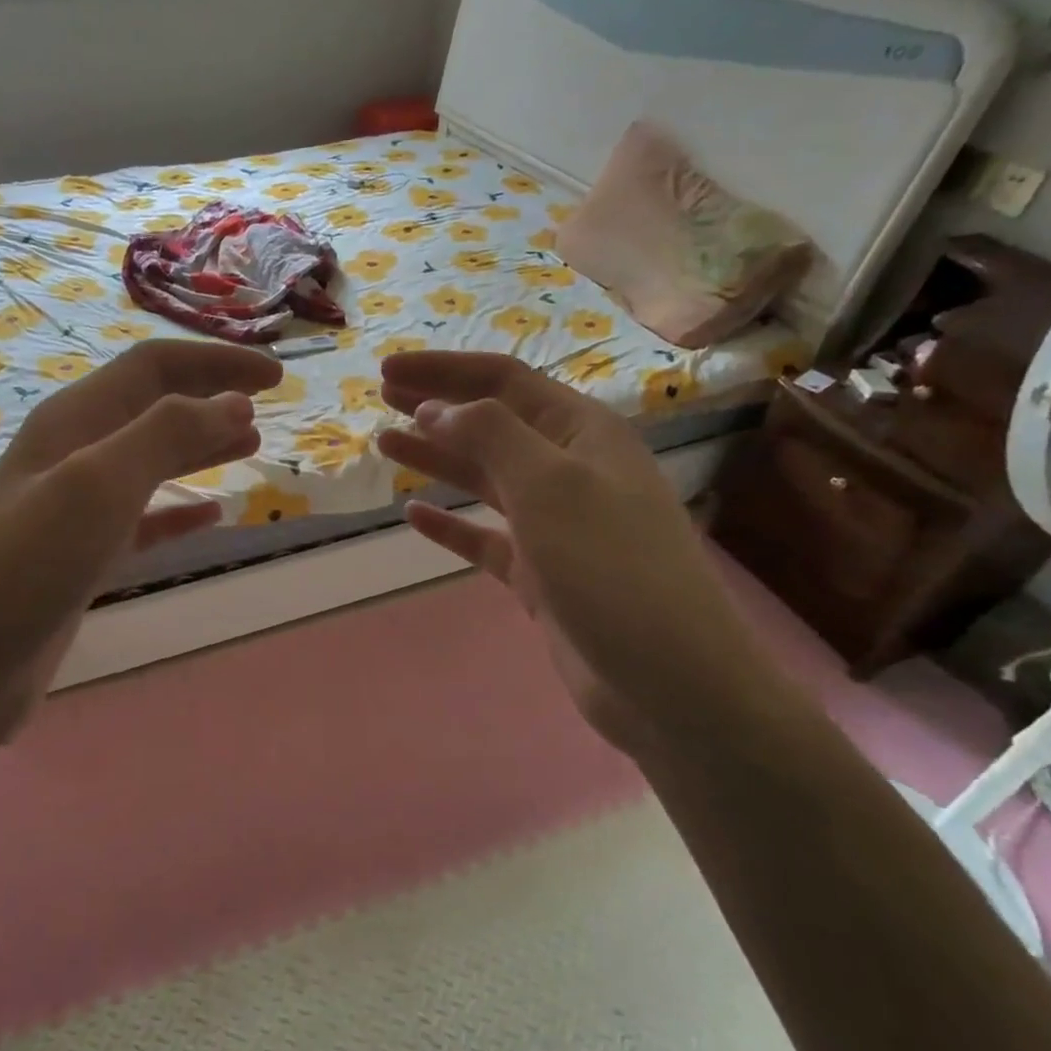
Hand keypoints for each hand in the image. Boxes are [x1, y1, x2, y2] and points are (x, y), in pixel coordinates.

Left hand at [0, 339, 280, 744]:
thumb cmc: (25, 566)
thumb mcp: (97, 485)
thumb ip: (166, 435)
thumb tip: (234, 402)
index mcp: (73, 422)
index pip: (154, 368)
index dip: (215, 363)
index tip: (275, 377)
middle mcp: (72, 455)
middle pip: (152, 406)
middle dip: (210, 396)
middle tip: (268, 404)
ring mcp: (75, 509)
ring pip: (151, 460)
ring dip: (200, 445)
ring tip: (251, 443)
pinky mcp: (81, 559)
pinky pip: (143, 520)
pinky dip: (180, 511)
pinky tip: (212, 516)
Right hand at [377, 351, 771, 758]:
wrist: (668, 681)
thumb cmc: (612, 569)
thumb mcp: (551, 485)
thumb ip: (491, 435)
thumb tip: (437, 408)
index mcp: (582, 433)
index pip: (503, 381)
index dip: (443, 370)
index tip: (387, 369)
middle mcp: (570, 470)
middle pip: (491, 423)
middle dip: (437, 404)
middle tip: (382, 396)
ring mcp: (555, 526)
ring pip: (485, 478)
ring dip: (437, 457)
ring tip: (386, 444)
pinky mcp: (541, 575)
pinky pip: (485, 538)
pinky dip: (450, 524)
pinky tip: (415, 515)